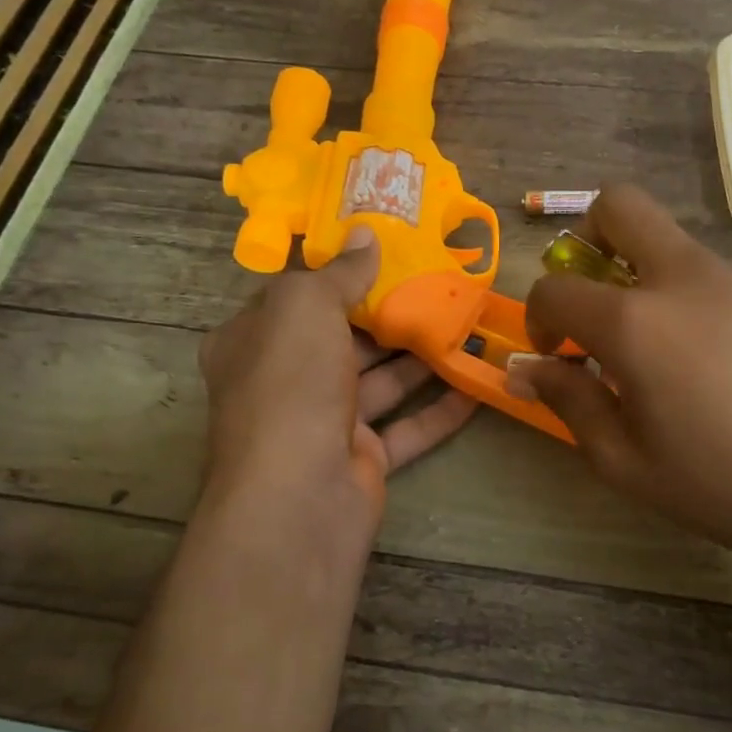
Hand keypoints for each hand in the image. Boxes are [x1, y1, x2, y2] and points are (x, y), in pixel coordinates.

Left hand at [199, 227, 477, 559]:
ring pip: (380, 381)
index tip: (386, 248)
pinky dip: (440, 408)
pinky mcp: (362, 458)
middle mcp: (285, 381)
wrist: (297, 498)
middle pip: (344, 337)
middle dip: (390, 314)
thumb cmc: (290, 385)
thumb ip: (340, 272)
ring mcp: (324, 423)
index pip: (296, 297)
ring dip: (422, 357)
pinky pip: (407, 426)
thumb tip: (366, 233)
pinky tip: (477, 384)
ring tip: (467, 325)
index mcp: (254, 341)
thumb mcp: (305, 308)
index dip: (338, 271)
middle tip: (440, 284)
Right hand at [510, 185, 731, 583]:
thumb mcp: (622, 459)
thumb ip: (567, 400)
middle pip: (619, 205)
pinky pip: (710, 275)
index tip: (552, 352)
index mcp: (636, 322)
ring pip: (669, 240)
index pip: (556, 287)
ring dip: (639, 271)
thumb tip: (523, 369)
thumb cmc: (717, 485)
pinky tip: (709, 364)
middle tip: (592, 296)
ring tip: (652, 346)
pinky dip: (685, 296)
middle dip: (586, 238)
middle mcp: (684, 279)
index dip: (538, 316)